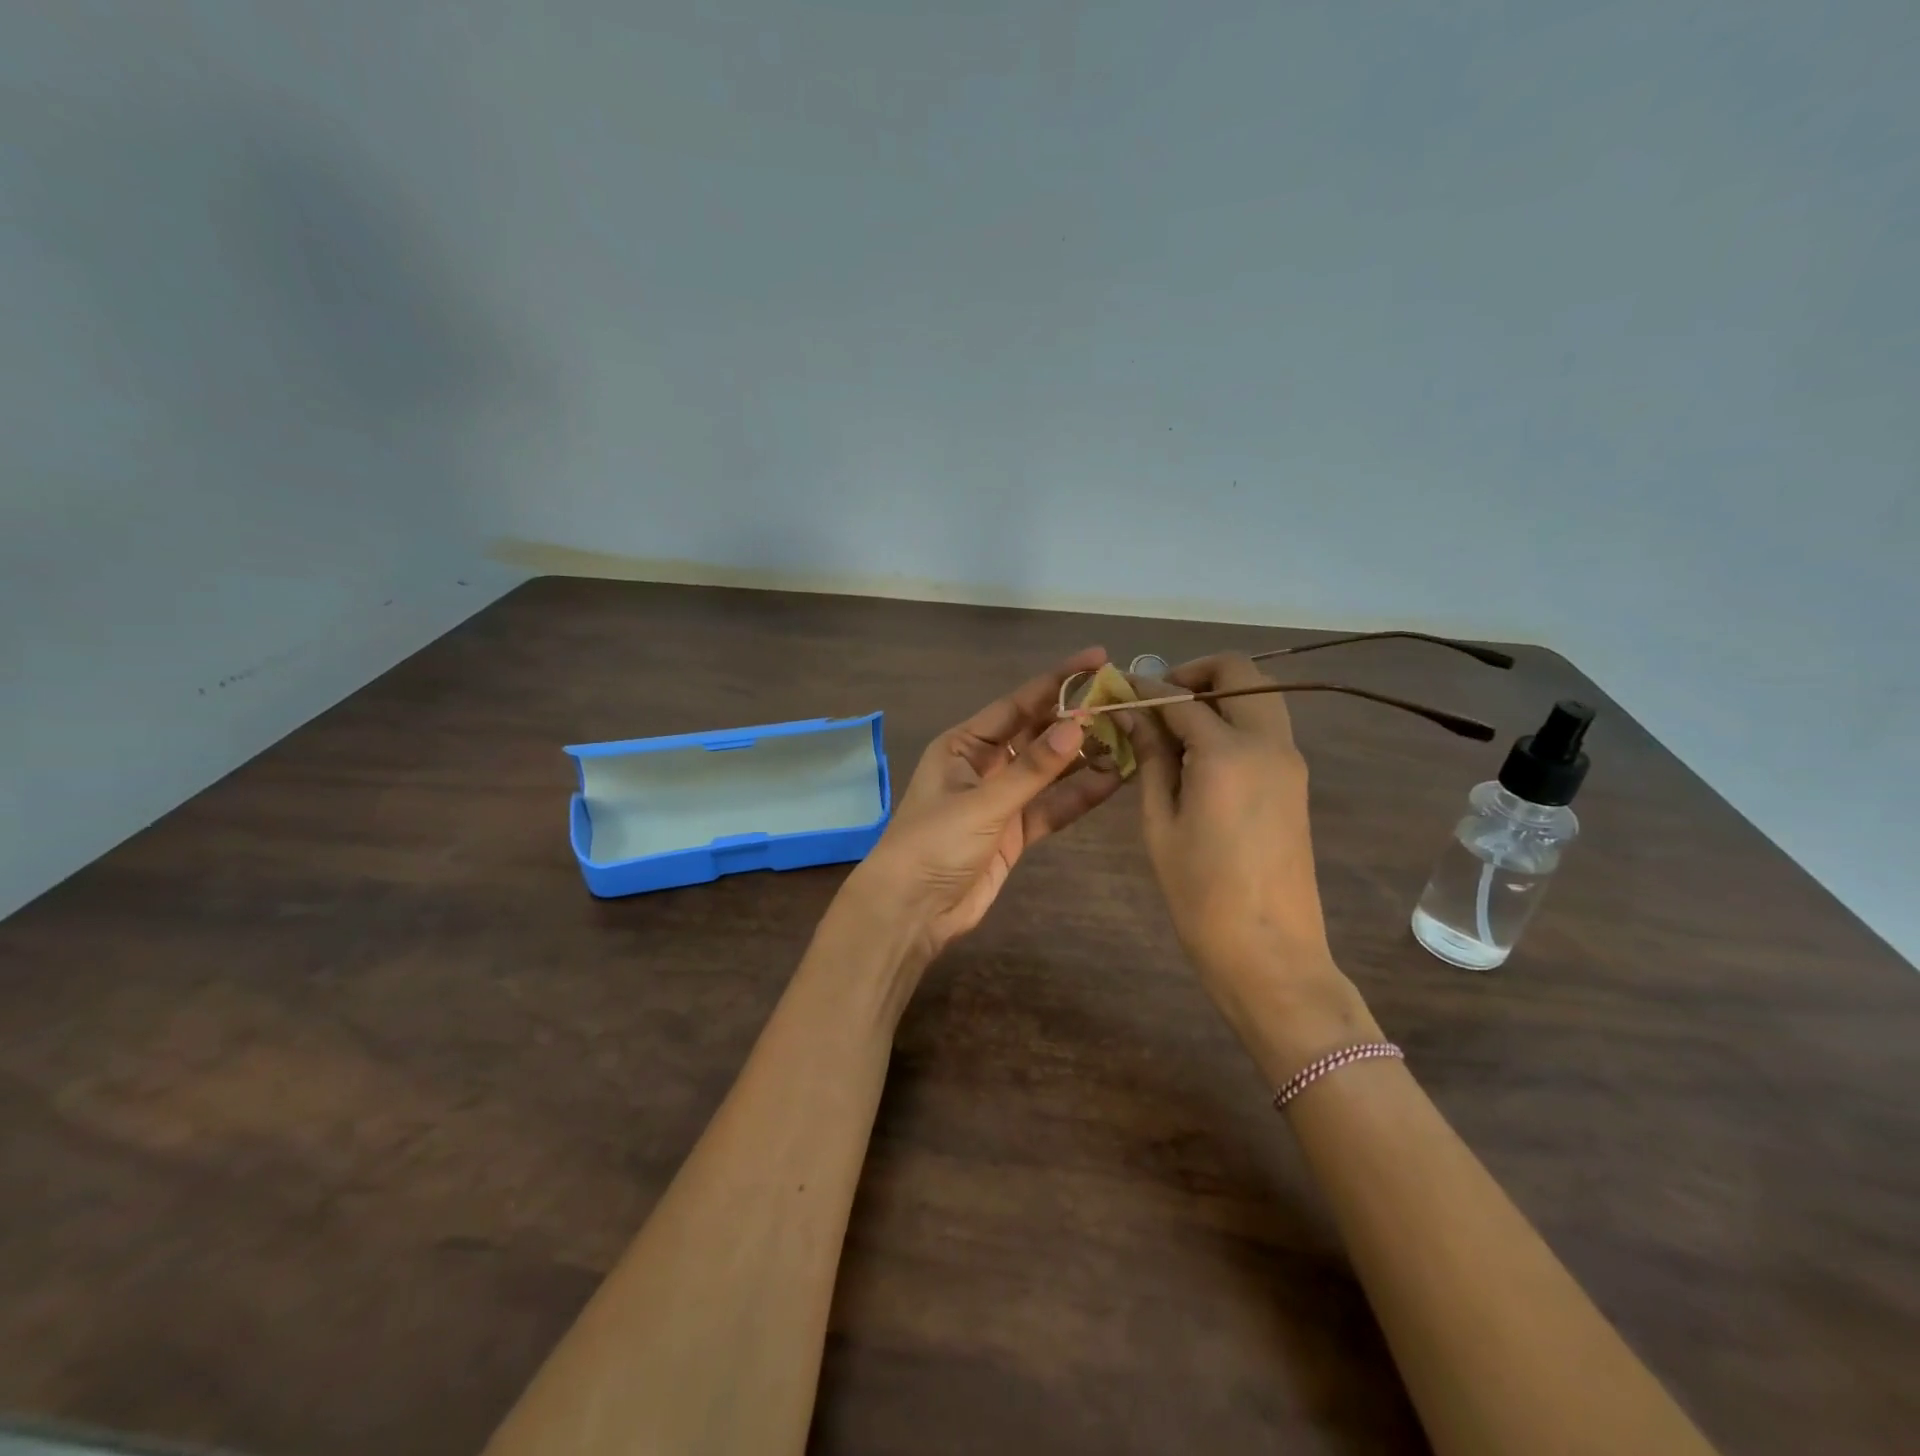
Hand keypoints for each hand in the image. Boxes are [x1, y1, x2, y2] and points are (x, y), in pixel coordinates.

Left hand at [848, 647, 1122, 963]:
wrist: (911, 910)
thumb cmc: (934, 844)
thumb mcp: (983, 803)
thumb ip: (1033, 769)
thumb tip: (1079, 725)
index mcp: (964, 744)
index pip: (1018, 703)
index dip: (1058, 680)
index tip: (1099, 659)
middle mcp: (985, 764)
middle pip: (1038, 733)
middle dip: (1078, 719)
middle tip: (1125, 702)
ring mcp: (1002, 799)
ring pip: (1051, 771)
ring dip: (1085, 757)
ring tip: (1131, 738)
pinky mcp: (1015, 832)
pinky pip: (1052, 805)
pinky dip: (1079, 795)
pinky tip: (1113, 779)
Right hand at [1128, 655, 1378, 1077]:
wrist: (1269, 952)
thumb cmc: (1199, 894)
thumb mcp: (1160, 824)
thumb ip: (1150, 759)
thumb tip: (1133, 715)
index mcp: (1227, 753)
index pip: (1181, 698)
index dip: (1146, 687)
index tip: (1120, 687)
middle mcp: (1268, 743)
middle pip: (1241, 673)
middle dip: (1196, 672)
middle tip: (1159, 699)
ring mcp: (1290, 760)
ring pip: (1261, 695)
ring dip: (1220, 692)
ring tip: (1177, 723)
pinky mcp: (1297, 780)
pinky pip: (1267, 726)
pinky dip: (1236, 717)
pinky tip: (1202, 749)